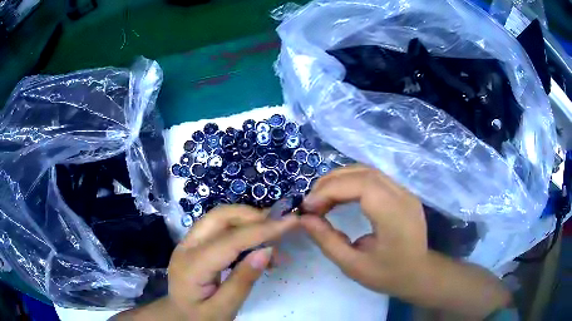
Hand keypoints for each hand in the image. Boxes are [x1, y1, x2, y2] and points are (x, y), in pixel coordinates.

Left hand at [114, 205, 298, 320]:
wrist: (179, 317)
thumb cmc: (200, 318)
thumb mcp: (224, 309)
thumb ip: (243, 280)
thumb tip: (266, 250)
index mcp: (192, 266)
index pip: (230, 240)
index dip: (261, 229)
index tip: (291, 221)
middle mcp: (186, 247)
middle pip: (219, 217)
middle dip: (252, 216)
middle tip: (280, 226)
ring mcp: (188, 243)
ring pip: (219, 218)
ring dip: (248, 221)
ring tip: (273, 237)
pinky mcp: (194, 245)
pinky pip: (219, 229)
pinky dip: (241, 230)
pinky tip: (257, 245)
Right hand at [300, 165, 427, 297]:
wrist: (419, 274)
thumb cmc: (387, 275)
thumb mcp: (352, 265)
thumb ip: (327, 240)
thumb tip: (304, 219)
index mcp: (394, 216)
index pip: (361, 185)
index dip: (330, 190)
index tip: (308, 207)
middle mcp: (403, 196)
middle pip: (364, 173)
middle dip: (331, 182)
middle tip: (311, 201)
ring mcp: (405, 191)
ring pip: (368, 171)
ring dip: (341, 180)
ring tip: (322, 198)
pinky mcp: (403, 193)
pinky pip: (374, 178)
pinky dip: (352, 182)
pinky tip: (341, 196)